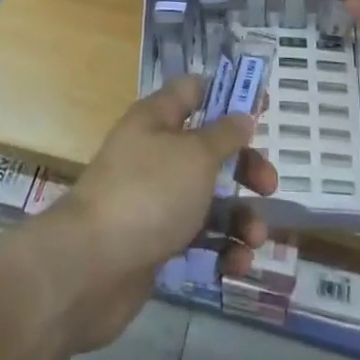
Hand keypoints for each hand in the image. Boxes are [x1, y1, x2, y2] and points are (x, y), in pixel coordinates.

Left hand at [35, 76, 276, 354]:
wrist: (90, 268)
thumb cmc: (147, 193)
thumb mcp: (195, 155)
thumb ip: (224, 135)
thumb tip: (242, 114)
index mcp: (157, 119)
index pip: (195, 91)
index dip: (229, 96)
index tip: (264, 108)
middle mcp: (155, 154)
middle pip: (209, 150)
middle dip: (244, 167)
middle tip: (269, 186)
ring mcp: (154, 201)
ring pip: (208, 200)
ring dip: (238, 218)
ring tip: (254, 240)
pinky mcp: (155, 244)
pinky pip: (198, 239)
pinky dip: (220, 251)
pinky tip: (235, 266)